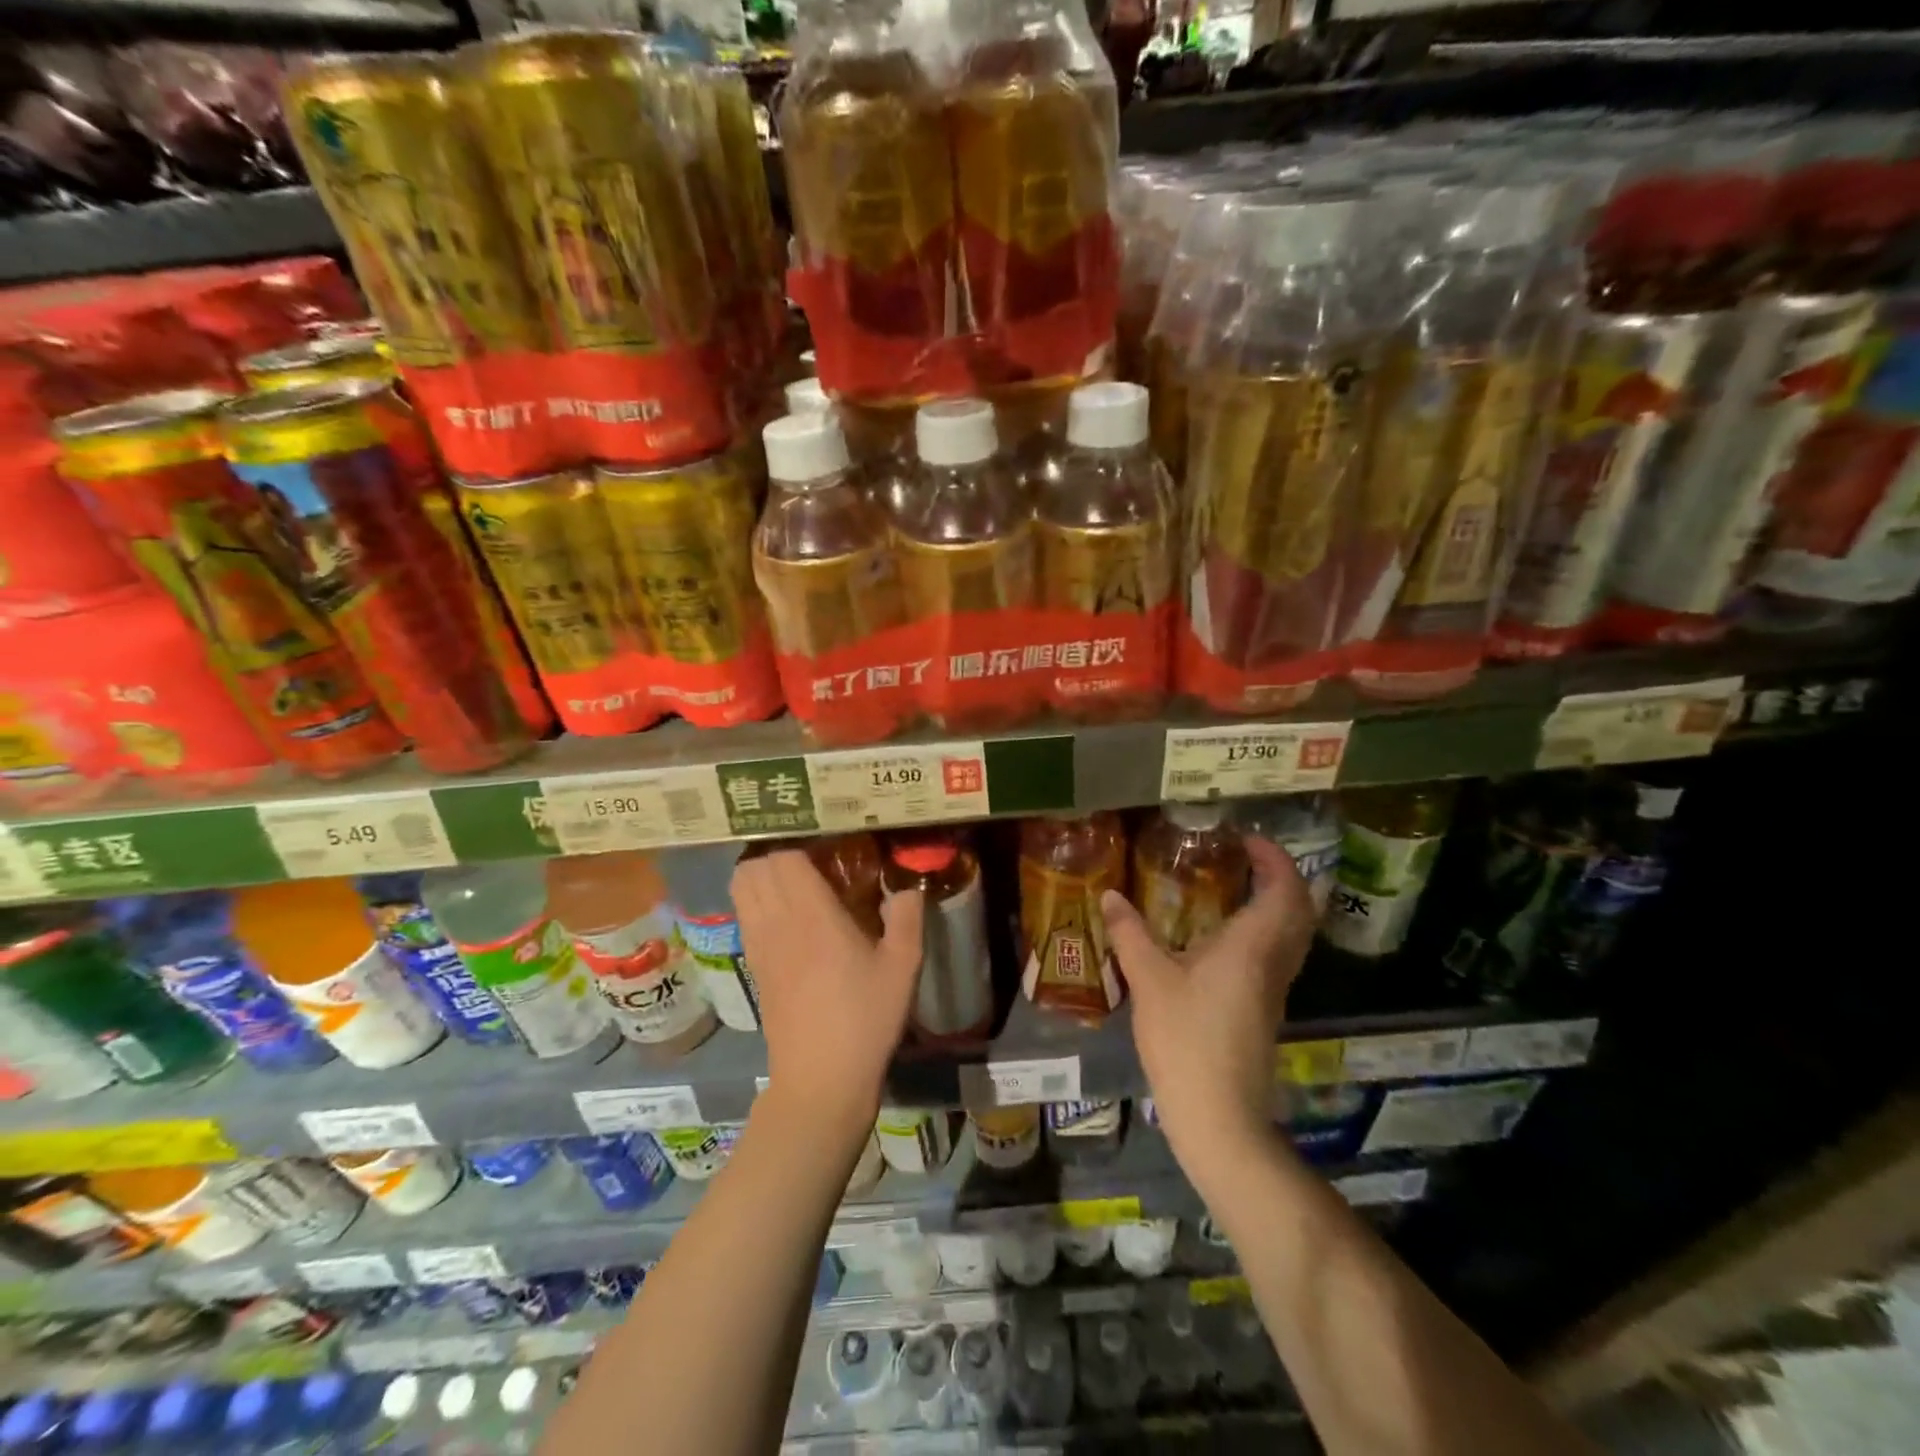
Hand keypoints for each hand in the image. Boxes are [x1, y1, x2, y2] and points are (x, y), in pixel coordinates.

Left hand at [732, 849, 923, 1128]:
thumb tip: (907, 886)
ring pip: (740, 889)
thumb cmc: (866, 1018)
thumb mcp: (903, 966)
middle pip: (754, 867)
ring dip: (761, 877)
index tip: (830, 850)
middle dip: (778, 856)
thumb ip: (907, 916)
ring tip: (795, 886)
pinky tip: (788, 919)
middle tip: (812, 863)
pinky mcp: (753, 967)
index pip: (785, 858)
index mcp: (813, 915)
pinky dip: (756, 903)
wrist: (821, 1079)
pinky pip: (744, 916)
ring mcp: (759, 946)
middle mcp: (777, 922)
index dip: (803, 846)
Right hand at [1101, 836, 1312, 1181]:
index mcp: (1253, 945)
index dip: (1275, 858)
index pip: (1285, 889)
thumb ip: (1130, 934)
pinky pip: (1276, 955)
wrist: (1219, 1116)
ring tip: (1234, 888)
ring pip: (1291, 934)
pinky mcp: (1265, 1010)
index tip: (1248, 838)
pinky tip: (1223, 937)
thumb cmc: (1187, 1041)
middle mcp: (1273, 962)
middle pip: (1299, 910)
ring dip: (1274, 904)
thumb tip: (1111, 895)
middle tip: (1245, 859)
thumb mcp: (1149, 980)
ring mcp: (1274, 990)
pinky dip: (1262, 931)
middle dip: (1281, 877)